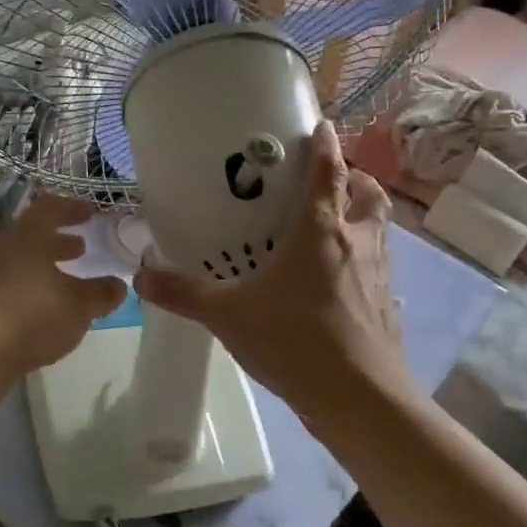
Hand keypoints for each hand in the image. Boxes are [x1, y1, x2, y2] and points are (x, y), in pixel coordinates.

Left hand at [0, 195, 126, 403]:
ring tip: (65, 283)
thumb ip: (100, 294)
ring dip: (43, 269)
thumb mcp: (78, 305)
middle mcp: (3, 249)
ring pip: (19, 264)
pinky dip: (30, 292)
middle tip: (80, 247)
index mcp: (27, 236)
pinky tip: (44, 312)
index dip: (71, 209)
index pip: (50, 209)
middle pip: (31, 237)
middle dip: (57, 241)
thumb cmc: (30, 315)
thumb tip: (118, 285)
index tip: (90, 212)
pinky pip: (8, 289)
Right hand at [134, 121, 409, 418]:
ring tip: (330, 226)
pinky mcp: (385, 304)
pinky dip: (362, 257)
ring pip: (379, 227)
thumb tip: (141, 276)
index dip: (324, 144)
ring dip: (361, 216)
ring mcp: (378, 274)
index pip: (328, 171)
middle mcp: (357, 242)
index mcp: (321, 230)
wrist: (360, 400)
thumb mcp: (229, 316)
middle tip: (326, 182)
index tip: (319, 125)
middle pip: (368, 193)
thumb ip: (185, 293)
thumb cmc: (296, 342)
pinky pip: (378, 265)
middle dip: (353, 178)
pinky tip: (336, 281)